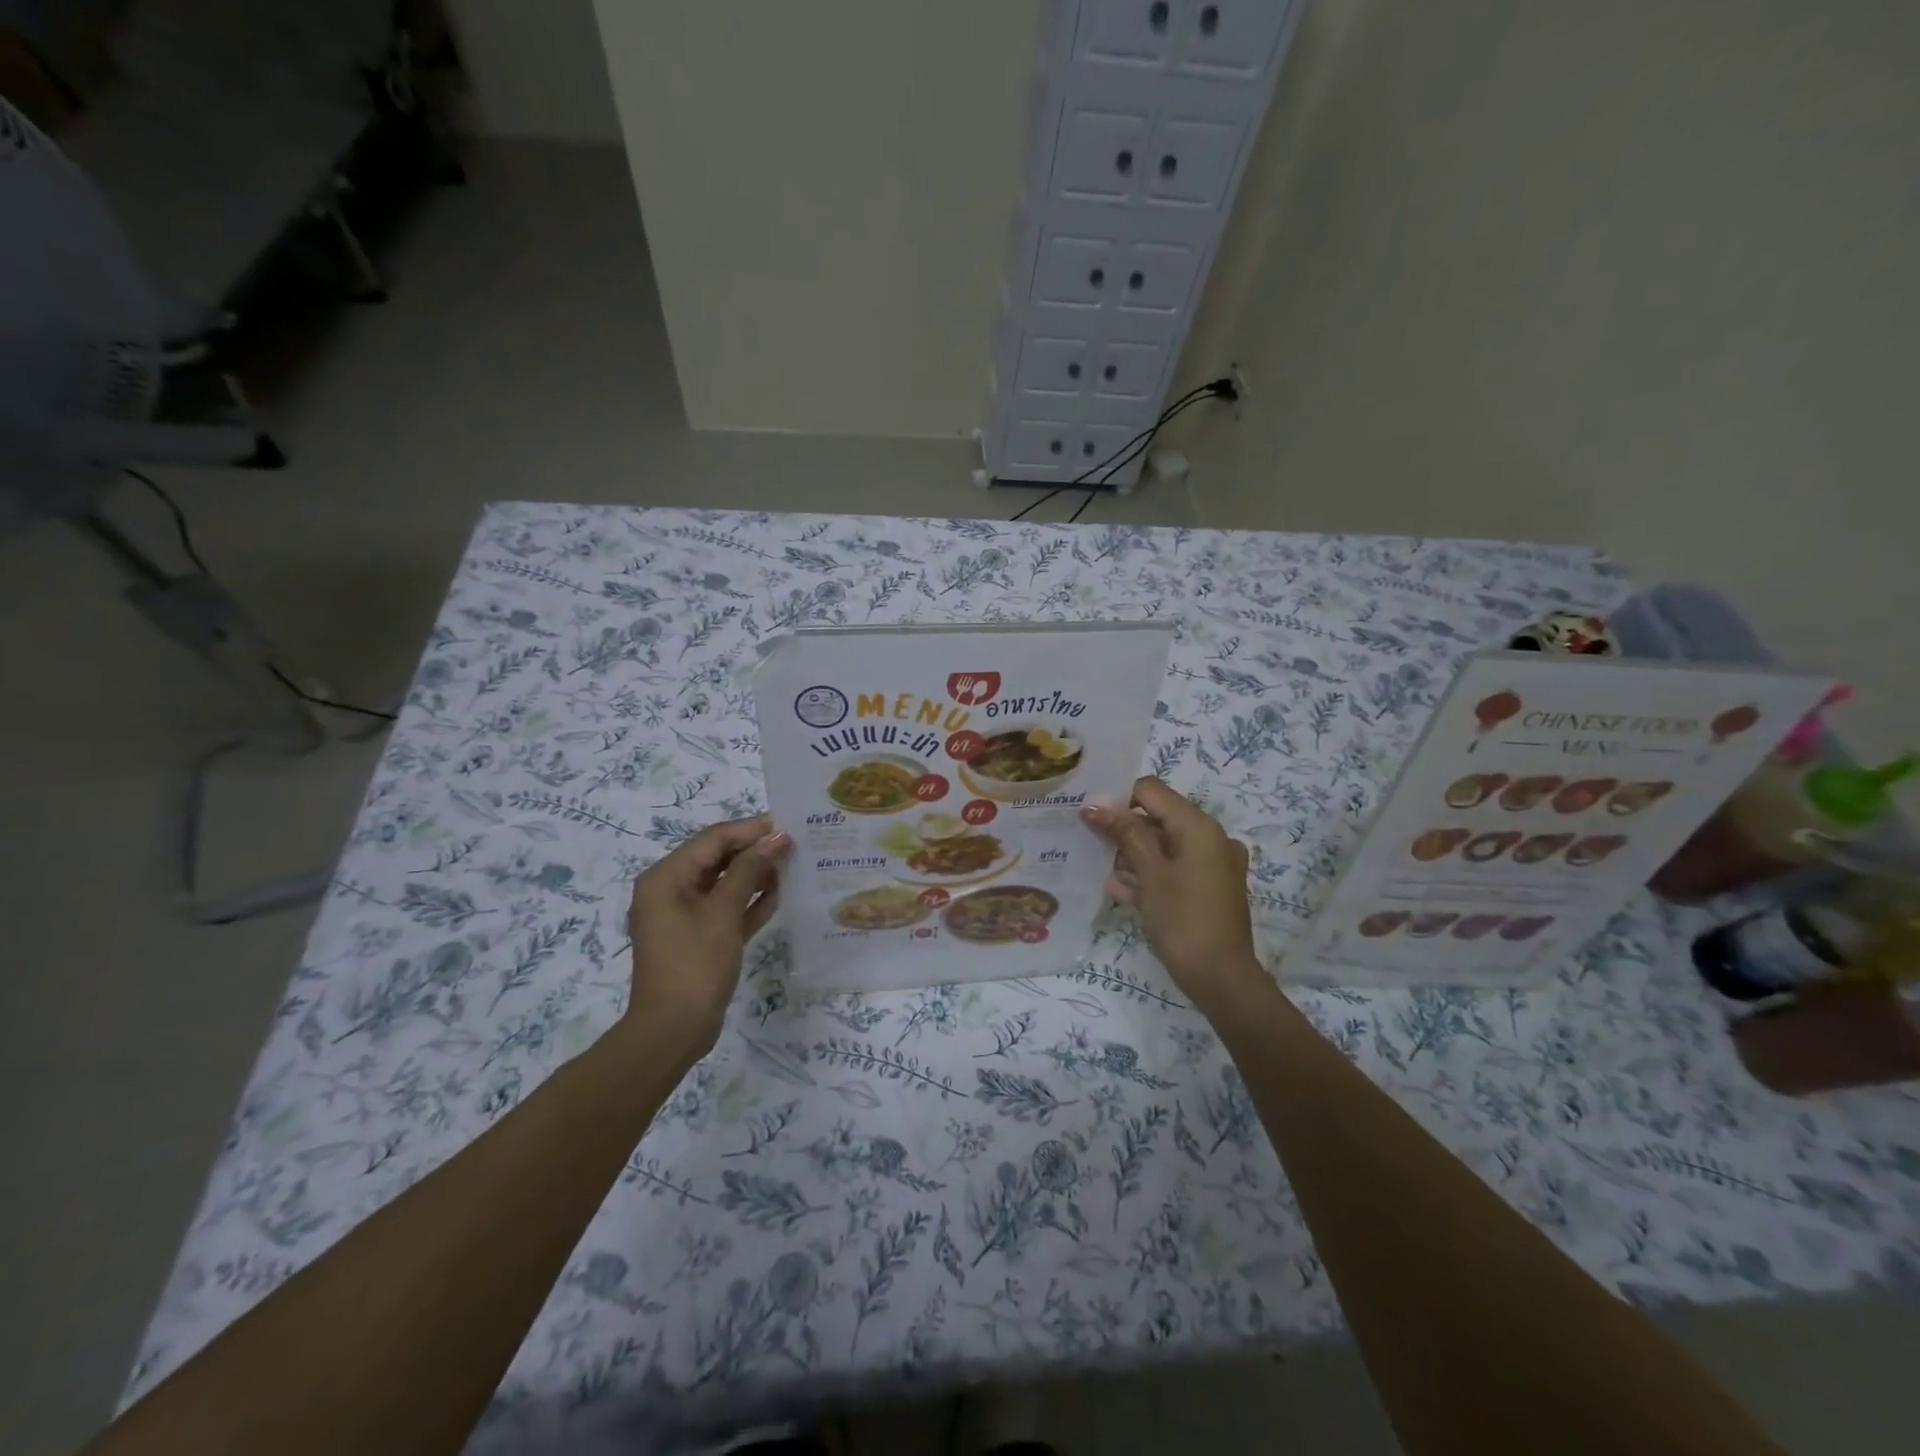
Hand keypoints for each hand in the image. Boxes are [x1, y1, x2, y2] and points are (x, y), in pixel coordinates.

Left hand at [624, 814, 789, 1053]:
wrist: (673, 1031)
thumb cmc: (695, 965)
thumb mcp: (723, 913)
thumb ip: (749, 870)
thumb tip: (777, 837)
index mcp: (666, 877)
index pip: (713, 839)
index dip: (750, 830)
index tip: (789, 825)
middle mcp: (672, 889)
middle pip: (719, 857)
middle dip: (755, 851)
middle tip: (796, 845)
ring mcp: (685, 913)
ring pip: (726, 882)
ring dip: (756, 875)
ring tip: (793, 867)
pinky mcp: (700, 934)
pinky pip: (727, 907)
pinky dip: (750, 901)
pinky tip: (778, 896)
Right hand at [1082, 778, 1268, 1013]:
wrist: (1222, 980)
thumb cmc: (1184, 920)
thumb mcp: (1150, 874)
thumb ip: (1125, 834)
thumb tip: (1095, 804)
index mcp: (1199, 826)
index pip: (1151, 791)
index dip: (1119, 798)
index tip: (1089, 817)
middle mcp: (1211, 838)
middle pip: (1158, 817)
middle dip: (1123, 828)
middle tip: (1088, 840)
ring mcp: (1212, 865)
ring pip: (1165, 845)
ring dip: (1133, 853)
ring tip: (1100, 867)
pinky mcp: (1208, 889)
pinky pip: (1174, 869)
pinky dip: (1149, 873)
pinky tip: (1119, 889)